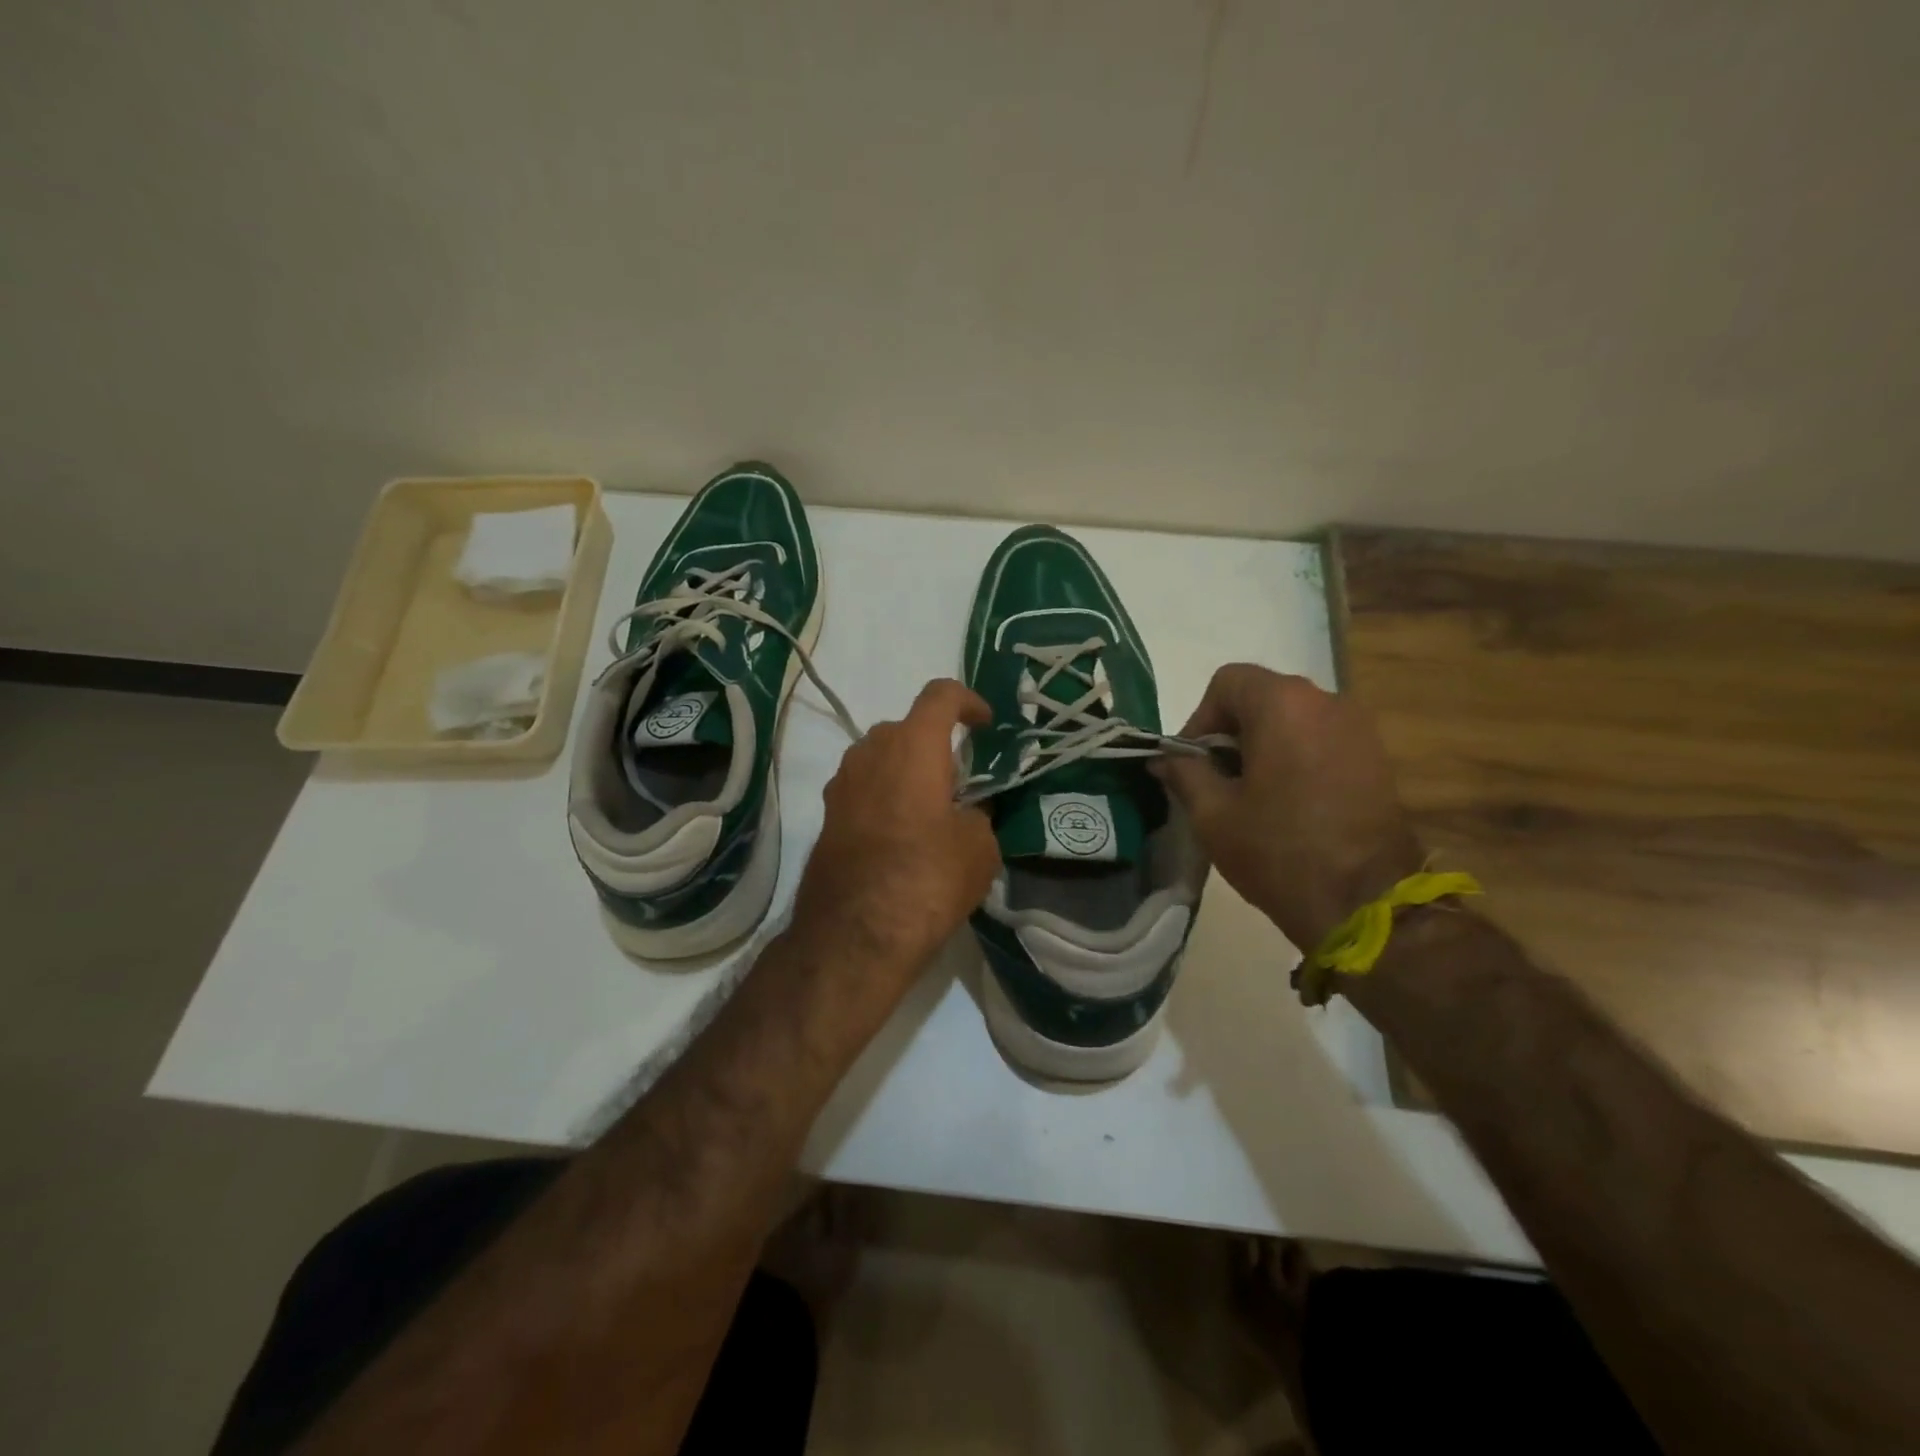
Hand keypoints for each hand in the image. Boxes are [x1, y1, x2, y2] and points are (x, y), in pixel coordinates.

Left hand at [789, 678, 1001, 991]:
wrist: (855, 935)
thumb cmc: (927, 878)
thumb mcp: (979, 847)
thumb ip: (978, 814)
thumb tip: (965, 813)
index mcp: (913, 745)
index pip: (941, 694)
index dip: (968, 701)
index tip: (985, 725)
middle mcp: (870, 752)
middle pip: (907, 727)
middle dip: (935, 743)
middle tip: (959, 779)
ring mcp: (841, 783)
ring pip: (880, 758)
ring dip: (906, 770)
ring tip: (930, 809)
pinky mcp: (827, 815)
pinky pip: (863, 788)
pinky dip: (884, 796)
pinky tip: (900, 835)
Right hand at [1154, 665, 1422, 953]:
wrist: (1366, 904)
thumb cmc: (1278, 851)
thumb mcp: (1212, 813)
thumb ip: (1184, 772)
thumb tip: (1165, 758)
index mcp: (1282, 704)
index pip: (1227, 682)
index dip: (1200, 718)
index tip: (1194, 763)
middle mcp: (1326, 701)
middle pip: (1262, 697)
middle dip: (1231, 732)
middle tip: (1217, 780)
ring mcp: (1358, 728)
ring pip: (1293, 719)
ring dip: (1264, 745)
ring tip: (1252, 795)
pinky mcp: (1376, 758)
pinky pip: (1321, 739)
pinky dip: (1295, 757)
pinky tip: (1288, 802)